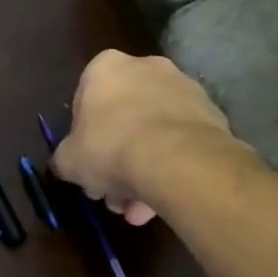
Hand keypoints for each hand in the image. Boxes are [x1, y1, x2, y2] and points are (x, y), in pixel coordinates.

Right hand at [51, 51, 252, 223]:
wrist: (178, 159)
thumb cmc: (111, 148)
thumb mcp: (69, 160)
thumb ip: (65, 158)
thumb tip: (66, 164)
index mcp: (106, 67)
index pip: (86, 99)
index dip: (84, 136)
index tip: (88, 163)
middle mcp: (146, 66)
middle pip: (124, 116)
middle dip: (117, 158)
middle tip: (114, 194)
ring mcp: (184, 88)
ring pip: (155, 131)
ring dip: (145, 168)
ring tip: (141, 210)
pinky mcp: (212, 113)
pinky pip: (182, 141)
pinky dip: (173, 166)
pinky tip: (164, 198)